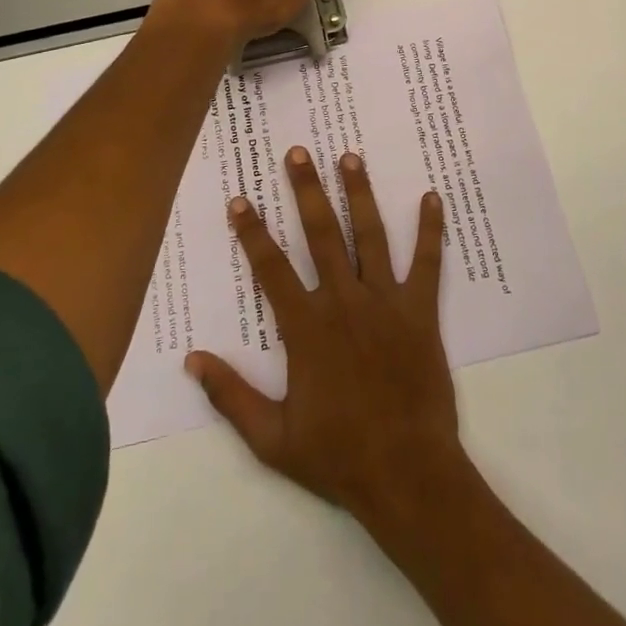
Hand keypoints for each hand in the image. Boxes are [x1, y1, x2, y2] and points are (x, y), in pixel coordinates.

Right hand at [186, 147, 463, 530]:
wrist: (406, 473)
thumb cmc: (337, 455)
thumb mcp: (271, 438)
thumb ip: (230, 396)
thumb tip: (192, 359)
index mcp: (306, 328)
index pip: (271, 268)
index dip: (252, 232)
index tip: (239, 199)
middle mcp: (344, 302)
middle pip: (321, 234)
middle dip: (306, 190)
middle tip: (298, 152)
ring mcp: (385, 302)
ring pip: (370, 236)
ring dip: (359, 193)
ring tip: (350, 157)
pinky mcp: (420, 310)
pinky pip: (427, 262)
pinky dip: (432, 229)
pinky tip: (433, 196)